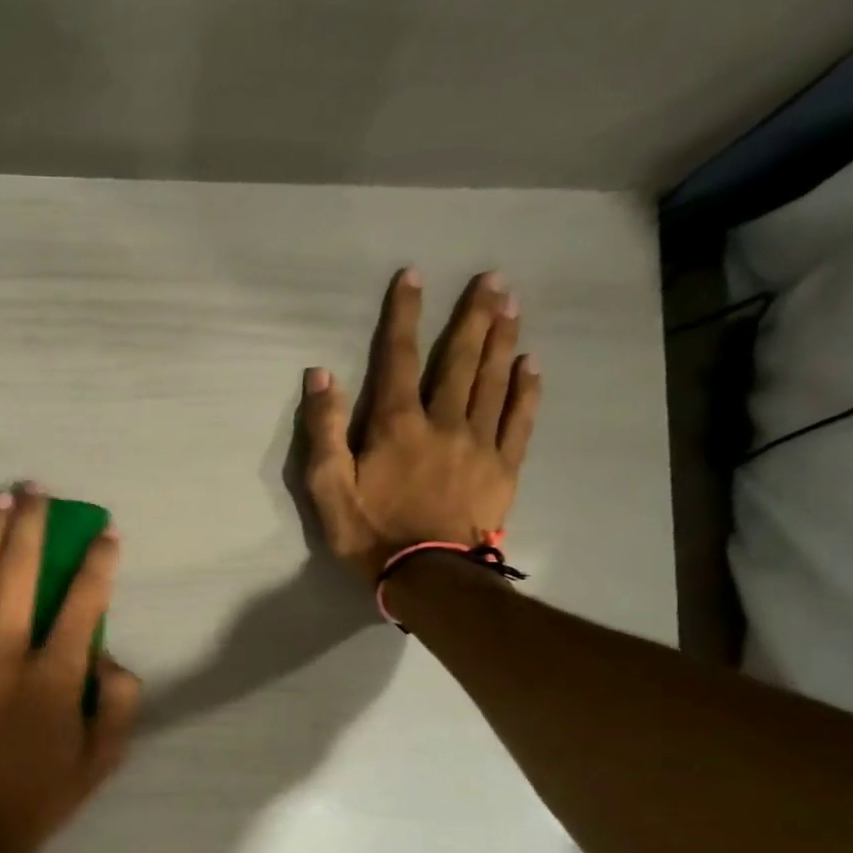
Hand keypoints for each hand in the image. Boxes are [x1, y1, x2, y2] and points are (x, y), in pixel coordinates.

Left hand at [0, 487, 140, 852]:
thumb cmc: (41, 795)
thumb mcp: (103, 758)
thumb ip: (119, 702)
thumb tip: (108, 657)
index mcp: (55, 677)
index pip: (83, 603)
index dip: (99, 563)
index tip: (107, 533)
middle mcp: (7, 654)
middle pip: (21, 573)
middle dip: (34, 525)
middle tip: (38, 489)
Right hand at [302, 269, 542, 584]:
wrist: (427, 576)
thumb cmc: (369, 534)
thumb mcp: (328, 488)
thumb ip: (323, 431)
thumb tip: (321, 376)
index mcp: (397, 424)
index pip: (399, 358)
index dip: (405, 315)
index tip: (414, 276)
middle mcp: (443, 421)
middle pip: (460, 359)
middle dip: (474, 315)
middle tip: (492, 278)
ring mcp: (479, 442)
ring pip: (494, 380)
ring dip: (504, 339)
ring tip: (513, 304)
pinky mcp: (503, 468)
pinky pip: (519, 419)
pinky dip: (526, 389)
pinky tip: (532, 364)